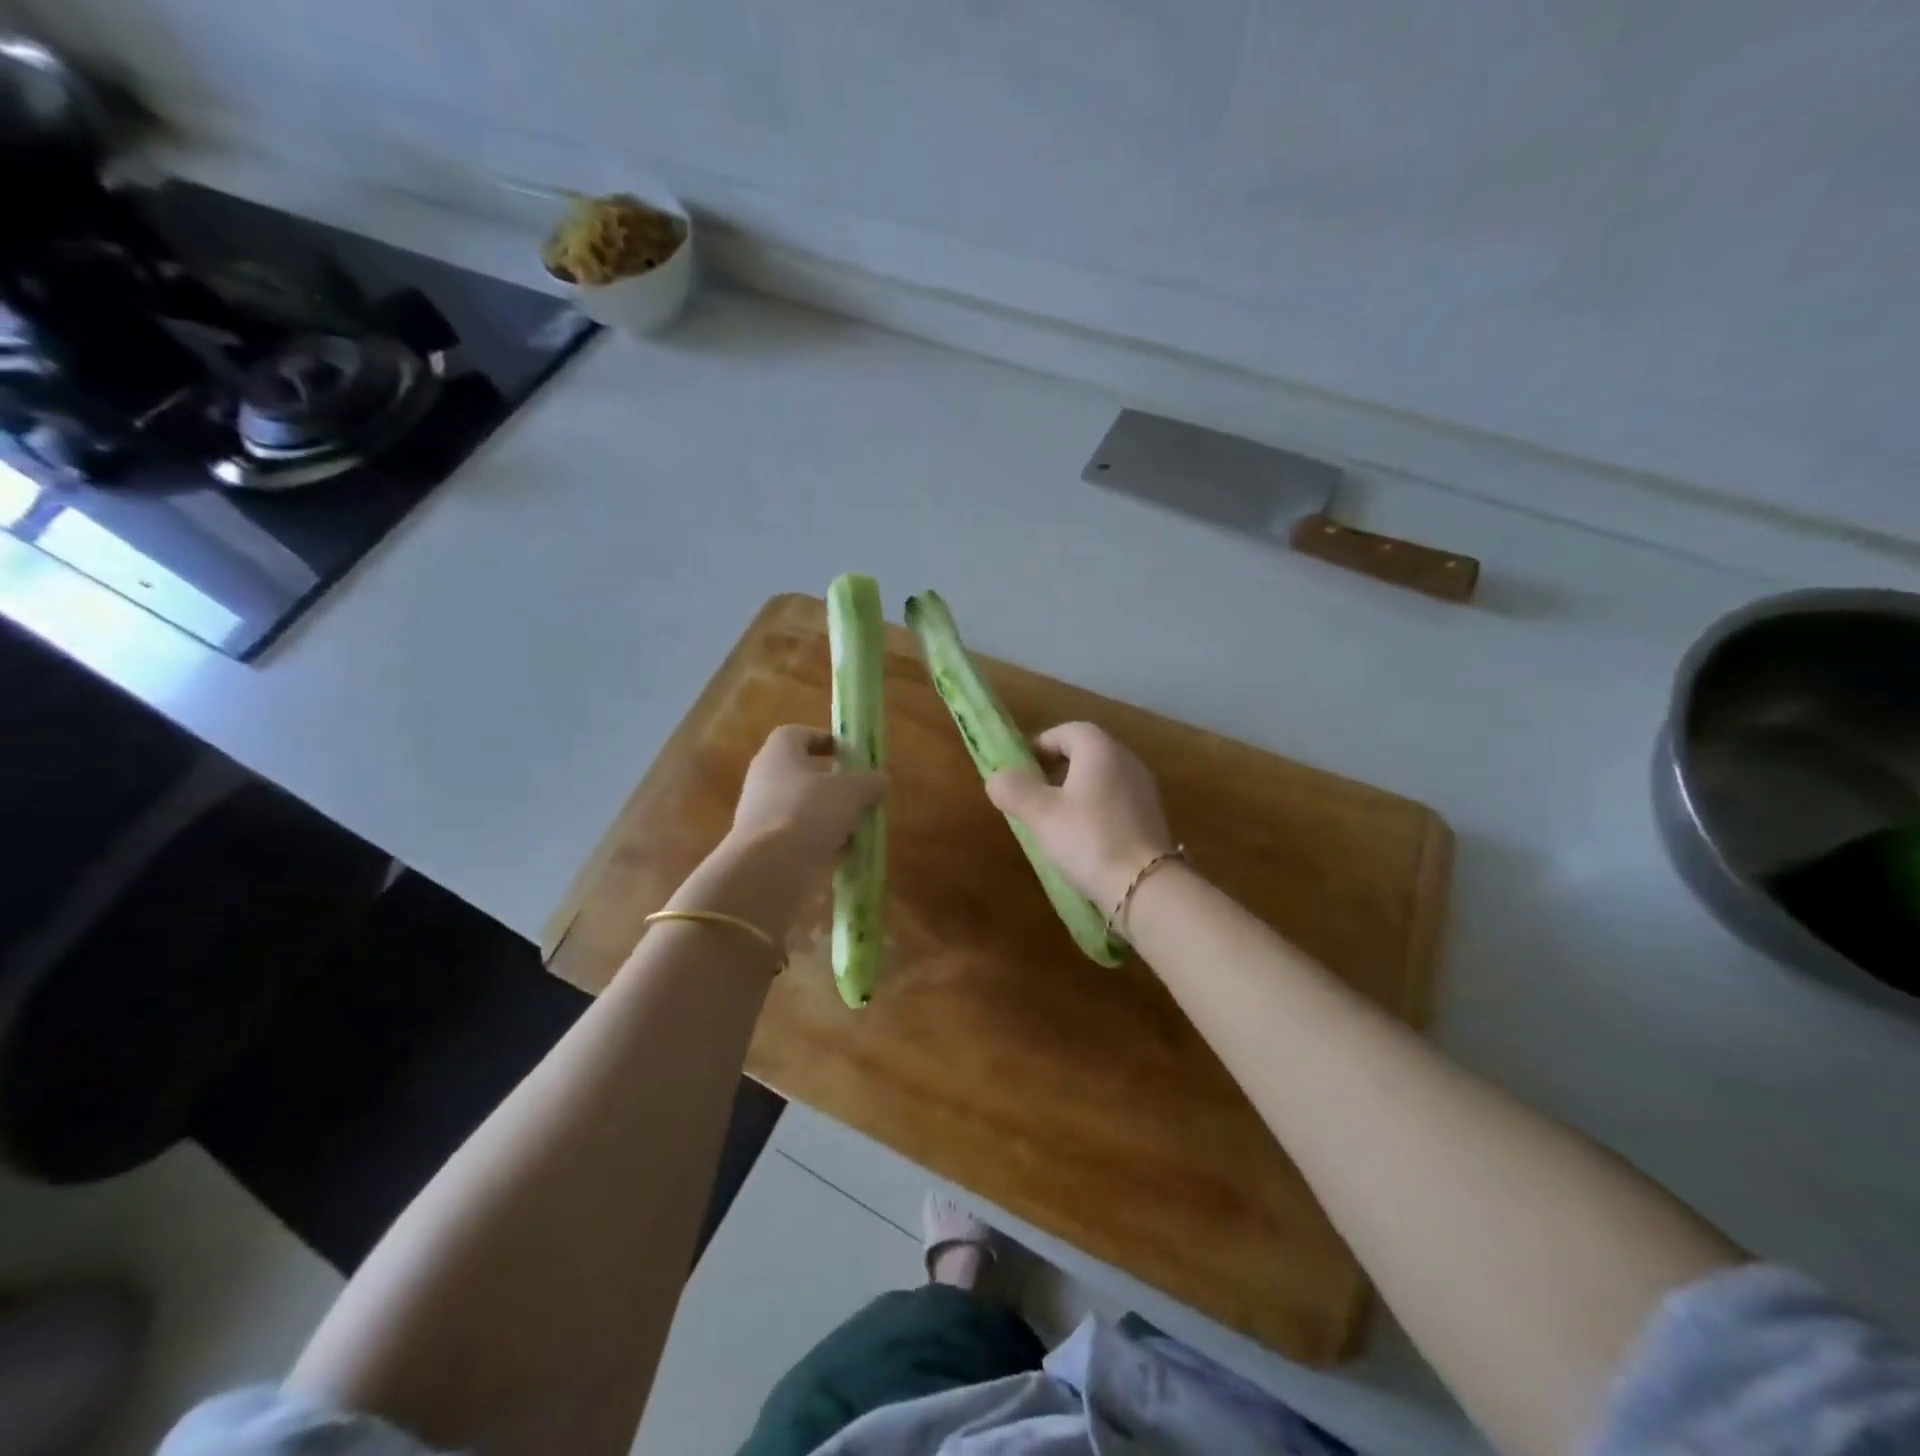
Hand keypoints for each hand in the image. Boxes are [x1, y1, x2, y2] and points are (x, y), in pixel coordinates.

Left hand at [730, 725, 886, 865]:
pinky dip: (819, 841)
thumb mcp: (853, 791)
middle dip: (832, 783)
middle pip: (801, 773)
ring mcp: (761, 814)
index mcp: (778, 753)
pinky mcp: (763, 846)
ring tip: (858, 826)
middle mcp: (764, 779)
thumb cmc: (810, 812)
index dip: (823, 739)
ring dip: (829, 815)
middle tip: (859, 793)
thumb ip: (870, 781)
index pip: (797, 734)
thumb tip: (881, 779)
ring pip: (801, 807)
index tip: (848, 753)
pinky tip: (843, 853)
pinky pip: (797, 836)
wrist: (770, 868)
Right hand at [986, 722, 1174, 913]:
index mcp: (1100, 749)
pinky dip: (1096, 809)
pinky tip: (1084, 838)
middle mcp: (1126, 759)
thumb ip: (1014, 789)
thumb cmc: (1089, 839)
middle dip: (1057, 768)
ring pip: (1102, 777)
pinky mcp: (1151, 816)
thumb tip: (998, 776)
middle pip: (1086, 752)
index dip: (1041, 745)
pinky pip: (1116, 800)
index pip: (1067, 731)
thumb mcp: (1040, 814)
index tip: (1021, 770)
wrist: (1146, 886)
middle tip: (1034, 794)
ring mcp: (1143, 788)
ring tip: (1055, 819)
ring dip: (1077, 790)